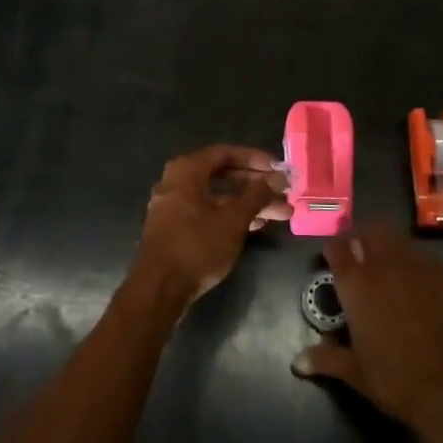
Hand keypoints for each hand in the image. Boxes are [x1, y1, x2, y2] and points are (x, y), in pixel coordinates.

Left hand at [133, 145, 290, 304]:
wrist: (159, 289)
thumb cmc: (197, 245)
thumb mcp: (233, 219)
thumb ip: (257, 195)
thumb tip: (279, 177)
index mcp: (187, 170)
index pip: (226, 153)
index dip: (255, 159)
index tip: (278, 170)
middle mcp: (176, 181)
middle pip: (223, 175)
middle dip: (256, 185)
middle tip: (283, 194)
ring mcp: (173, 205)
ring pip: (217, 196)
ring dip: (247, 203)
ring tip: (280, 214)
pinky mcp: (175, 227)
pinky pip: (207, 211)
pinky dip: (230, 215)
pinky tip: (255, 226)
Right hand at [292, 222, 442, 431]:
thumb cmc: (393, 379)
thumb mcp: (354, 371)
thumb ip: (325, 358)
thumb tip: (297, 362)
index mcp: (356, 284)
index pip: (337, 249)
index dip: (334, 250)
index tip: (334, 258)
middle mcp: (383, 266)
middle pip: (370, 231)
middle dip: (364, 238)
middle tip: (363, 256)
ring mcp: (417, 266)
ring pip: (399, 239)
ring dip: (391, 247)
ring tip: (392, 267)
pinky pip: (426, 258)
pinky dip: (418, 265)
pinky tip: (421, 285)